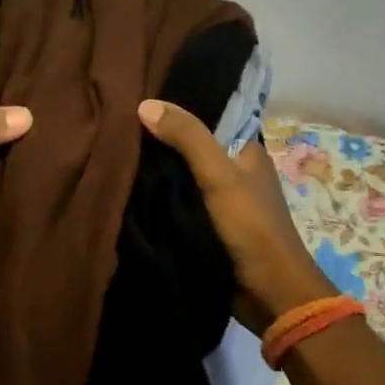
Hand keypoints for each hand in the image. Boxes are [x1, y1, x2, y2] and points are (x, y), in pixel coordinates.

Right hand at [138, 99, 335, 331]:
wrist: (269, 293)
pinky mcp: (207, 225)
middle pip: (193, 144)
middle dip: (162, 135)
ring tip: (115, 145)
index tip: (144, 90)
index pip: (212, 114)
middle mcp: (234, 170)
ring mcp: (220, 200)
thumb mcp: (219, 175)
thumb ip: (187, 138)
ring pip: (182, 173)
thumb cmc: (251, 226)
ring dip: (157, 166)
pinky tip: (129, 183)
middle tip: (119, 117)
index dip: (181, 103)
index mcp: (247, 150)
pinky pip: (177, 200)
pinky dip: (159, 193)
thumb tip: (145, 103)